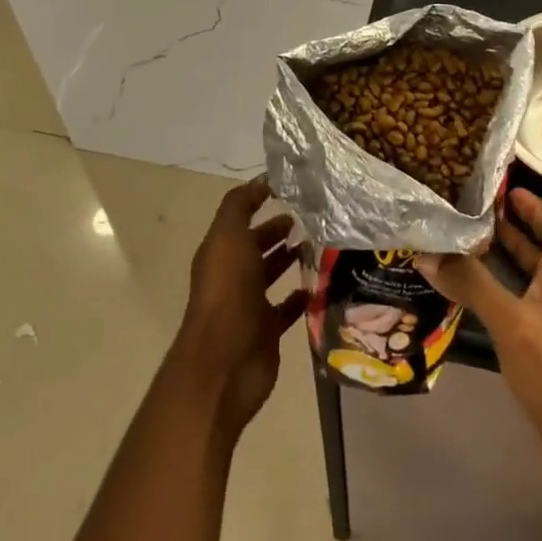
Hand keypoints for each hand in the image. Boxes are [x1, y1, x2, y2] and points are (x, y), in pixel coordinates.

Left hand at [171, 177, 305, 439]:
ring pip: (271, 274)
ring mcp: (249, 304)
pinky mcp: (267, 331)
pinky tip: (320, 285)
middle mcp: (233, 274)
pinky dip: (301, 297)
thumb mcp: (228, 236)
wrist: (225, 361)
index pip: (241, 217)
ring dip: (290, 259)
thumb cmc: (227, 292)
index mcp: (221, 250)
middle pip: (256, 245)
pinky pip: (286, 308)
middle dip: (278, 230)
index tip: (292, 187)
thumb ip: (240, 205)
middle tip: (312, 217)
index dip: (260, 200)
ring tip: (320, 244)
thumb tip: (260, 179)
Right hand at [417, 157, 541, 517]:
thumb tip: (428, 251)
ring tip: (481, 224)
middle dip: (532, 211)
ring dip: (516, 242)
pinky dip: (503, 277)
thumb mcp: (511, 323)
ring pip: (538, 266)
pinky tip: (474, 279)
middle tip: (497, 191)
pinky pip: (523, 292)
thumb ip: (471, 284)